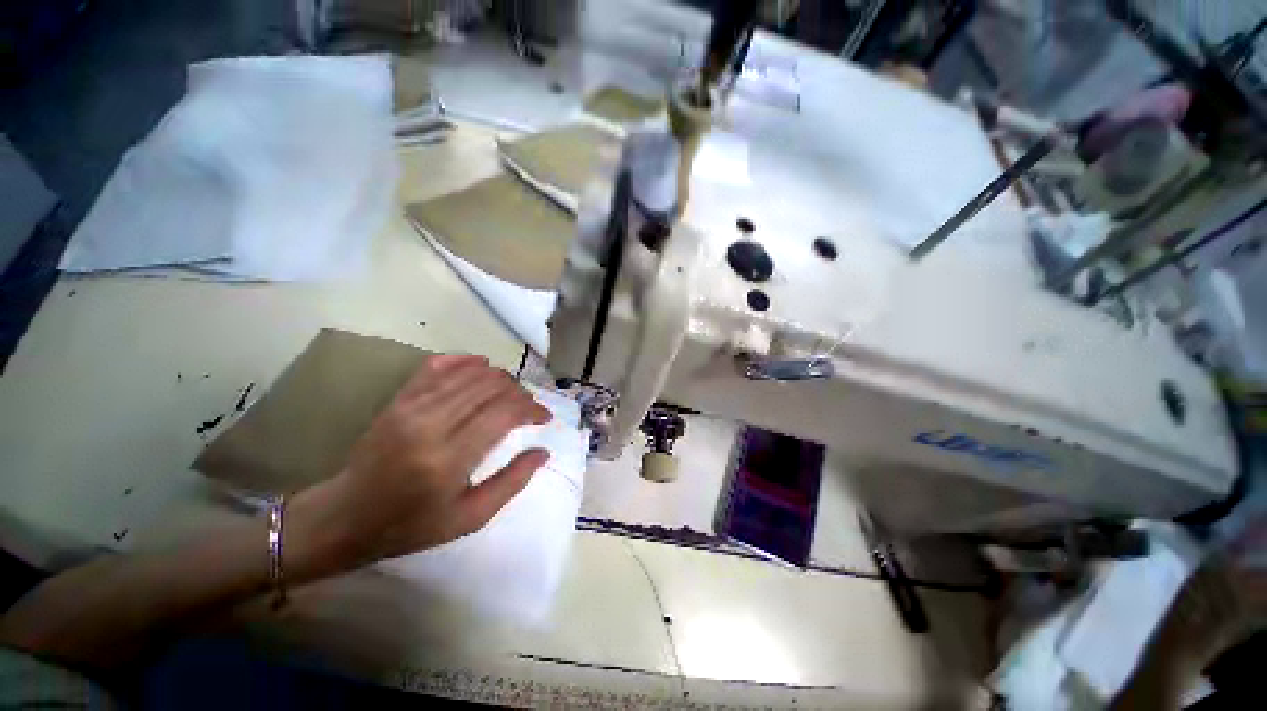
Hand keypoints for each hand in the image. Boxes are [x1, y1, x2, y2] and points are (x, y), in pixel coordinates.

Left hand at [286, 355, 551, 580]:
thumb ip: (511, 482)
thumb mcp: (469, 518)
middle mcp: (431, 423)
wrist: (344, 517)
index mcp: (449, 459)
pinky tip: (482, 367)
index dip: (532, 408)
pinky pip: (439, 365)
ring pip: (471, 372)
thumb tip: (543, 451)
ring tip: (512, 393)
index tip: (544, 417)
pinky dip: (466, 361)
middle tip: (529, 408)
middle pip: (491, 387)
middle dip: (520, 392)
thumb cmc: (410, 526)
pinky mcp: (399, 399)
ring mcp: (411, 406)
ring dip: (500, 378)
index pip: (504, 413)